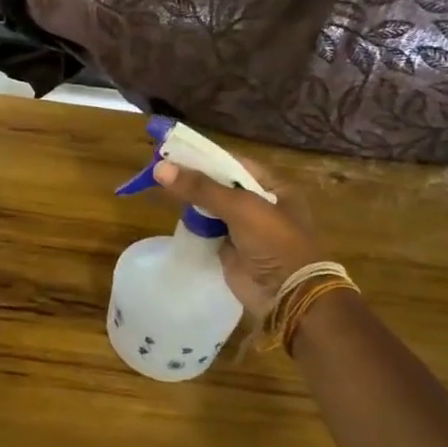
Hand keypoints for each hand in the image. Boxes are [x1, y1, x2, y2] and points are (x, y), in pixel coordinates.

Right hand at [152, 158, 324, 319]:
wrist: (287, 295)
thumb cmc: (273, 241)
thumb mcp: (240, 207)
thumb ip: (201, 188)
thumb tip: (160, 168)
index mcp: (273, 186)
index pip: (234, 163)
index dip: (205, 157)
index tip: (174, 151)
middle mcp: (260, 204)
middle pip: (221, 184)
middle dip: (194, 178)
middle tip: (161, 168)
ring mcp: (245, 228)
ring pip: (212, 207)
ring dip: (192, 200)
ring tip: (161, 186)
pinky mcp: (231, 249)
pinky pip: (208, 229)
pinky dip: (194, 222)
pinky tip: (174, 212)